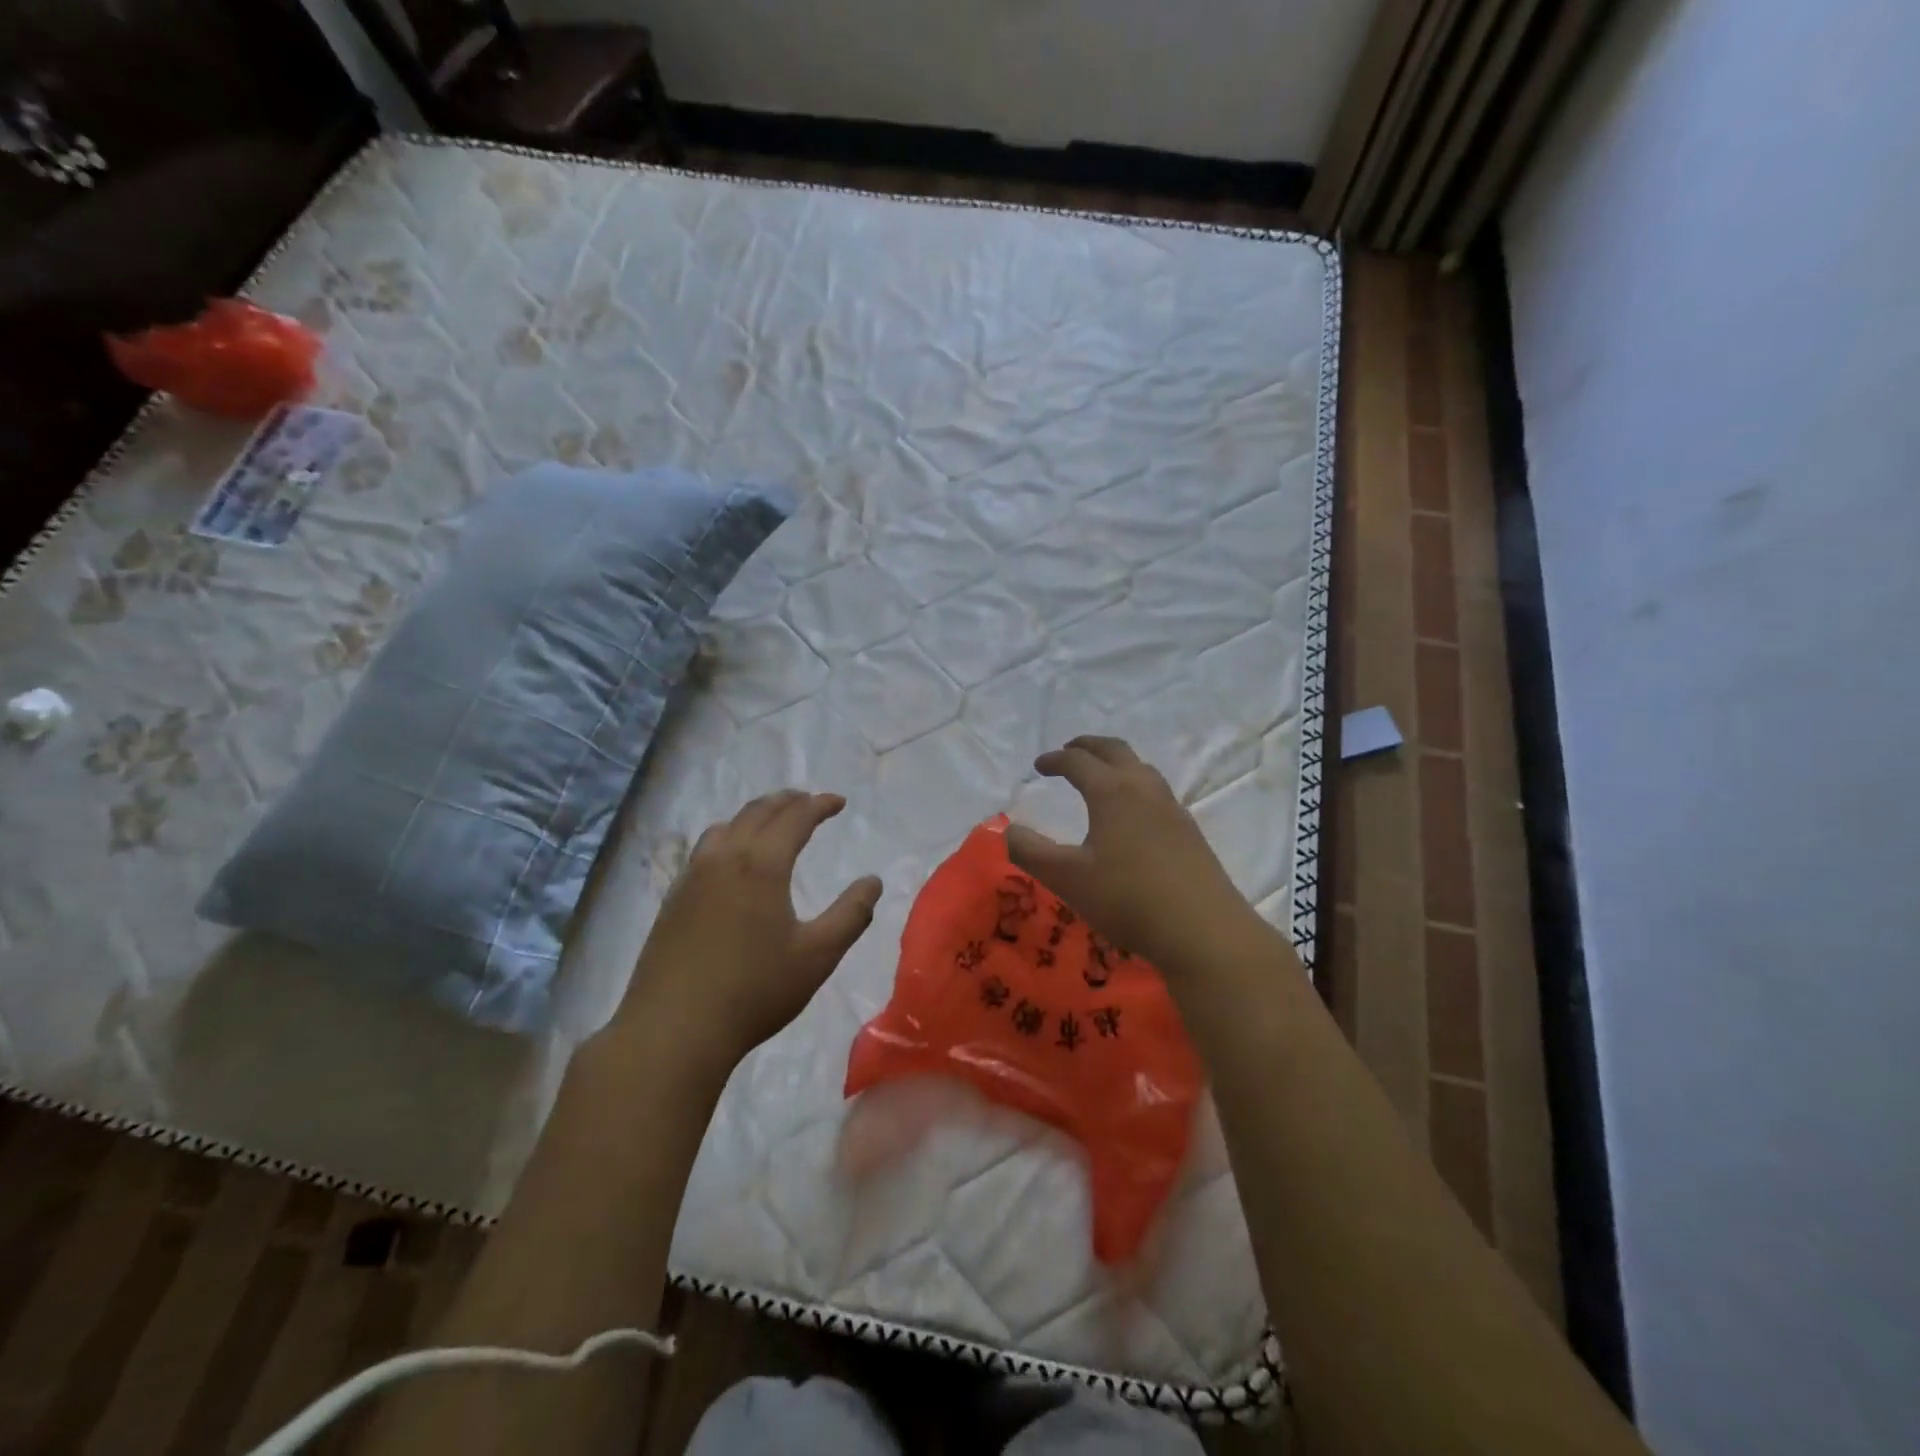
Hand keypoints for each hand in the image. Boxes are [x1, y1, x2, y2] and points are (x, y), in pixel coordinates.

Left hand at [617, 791, 881, 1072]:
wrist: (674, 1029)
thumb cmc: (755, 991)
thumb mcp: (818, 956)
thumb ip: (851, 914)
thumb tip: (873, 881)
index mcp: (762, 864)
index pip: (795, 817)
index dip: (819, 805)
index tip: (838, 802)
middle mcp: (725, 858)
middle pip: (758, 812)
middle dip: (788, 802)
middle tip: (809, 802)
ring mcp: (692, 876)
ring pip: (726, 825)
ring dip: (755, 814)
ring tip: (771, 821)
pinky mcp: (673, 898)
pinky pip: (704, 847)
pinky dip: (728, 835)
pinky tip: (730, 858)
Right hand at [1006, 736, 1259, 973]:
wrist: (1202, 929)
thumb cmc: (1127, 898)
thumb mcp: (1066, 878)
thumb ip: (1029, 851)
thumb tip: (1007, 830)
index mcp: (1112, 791)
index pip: (1078, 761)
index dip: (1055, 759)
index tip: (1038, 767)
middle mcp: (1144, 789)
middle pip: (1115, 750)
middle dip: (1088, 746)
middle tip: (1068, 752)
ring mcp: (1172, 808)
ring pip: (1141, 768)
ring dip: (1115, 763)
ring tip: (1099, 778)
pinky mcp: (1189, 831)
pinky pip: (1156, 791)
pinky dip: (1134, 786)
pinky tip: (1132, 815)